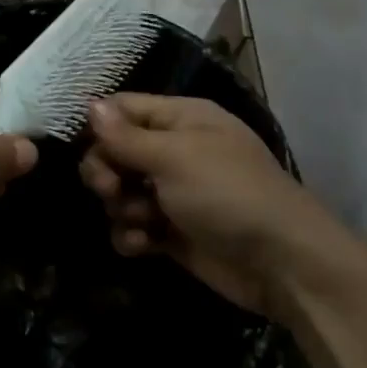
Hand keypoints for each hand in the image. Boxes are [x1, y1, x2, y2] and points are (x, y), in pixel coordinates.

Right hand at [79, 94, 340, 318]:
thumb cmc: (227, 193)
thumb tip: (89, 104)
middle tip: (111, 190)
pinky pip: (133, 226)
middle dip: (104, 171)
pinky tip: (143, 245)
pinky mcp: (172, 232)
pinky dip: (132, 235)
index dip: (99, 126)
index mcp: (180, 118)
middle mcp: (174, 150)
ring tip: (141, 221)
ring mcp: (172, 193)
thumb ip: (126, 135)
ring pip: (120, 191)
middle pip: (114, 151)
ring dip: (120, 207)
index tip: (85, 148)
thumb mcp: (174, 156)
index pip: (122, 108)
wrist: (281, 263)